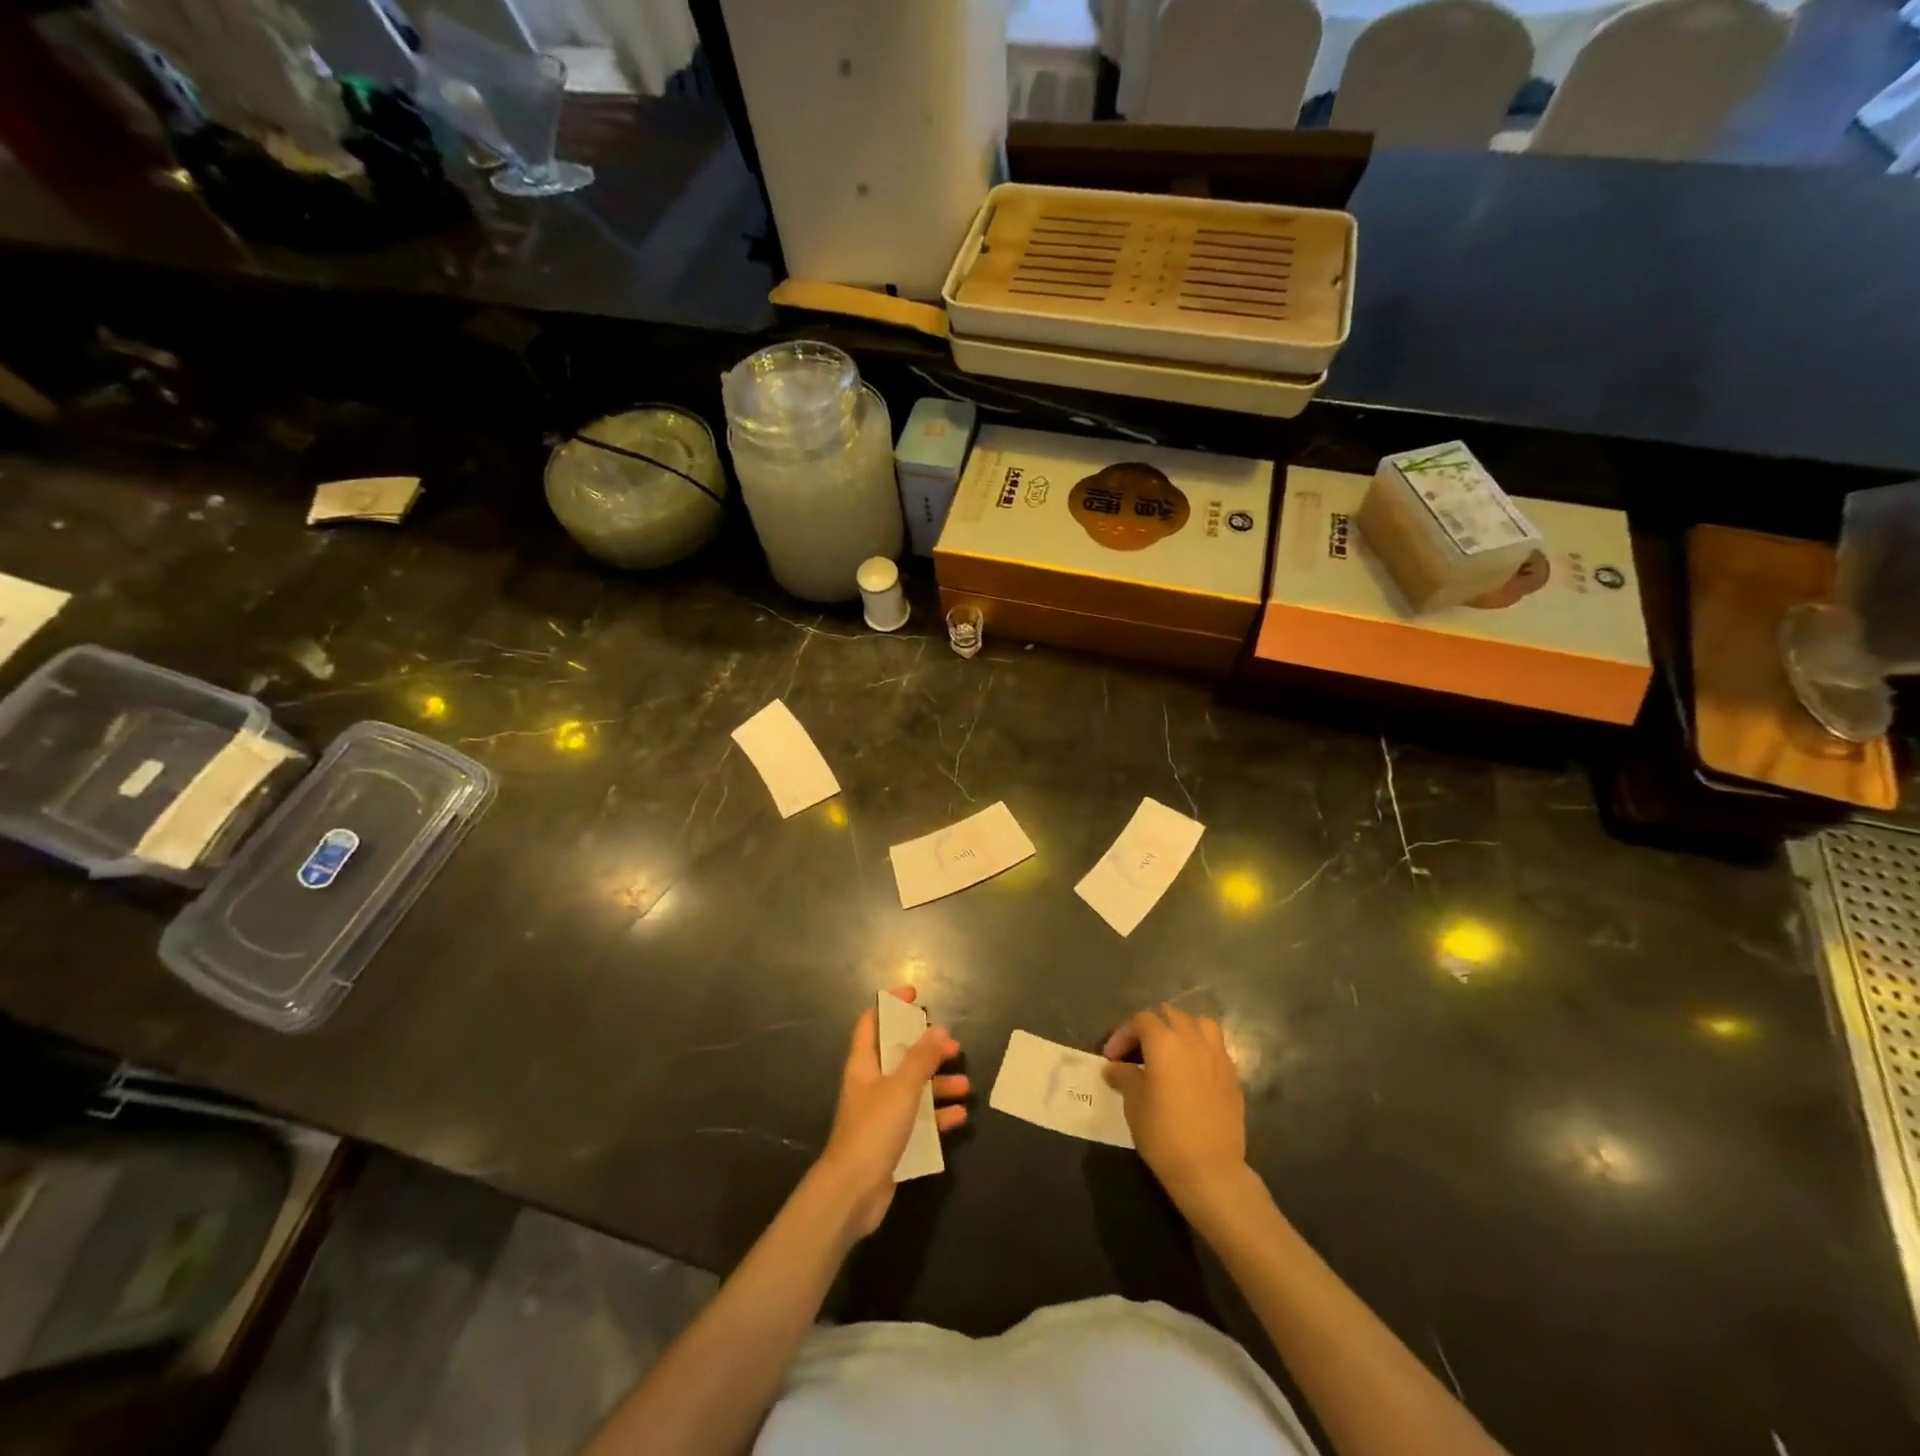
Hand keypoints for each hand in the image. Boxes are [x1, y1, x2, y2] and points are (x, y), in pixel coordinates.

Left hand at [816, 987, 968, 1238]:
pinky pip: (919, 1120)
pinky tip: (960, 1117)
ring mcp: (881, 1113)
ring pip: (913, 1088)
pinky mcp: (892, 1141)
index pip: (872, 1022)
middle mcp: (871, 1084)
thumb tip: (938, 1029)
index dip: (891, 1006)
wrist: (852, 1194)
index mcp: (864, 1064)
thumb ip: (921, 1058)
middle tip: (953, 1046)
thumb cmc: (873, 1130)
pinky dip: (938, 1116)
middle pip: (899, 1055)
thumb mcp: (901, 1088)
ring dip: (938, 1084)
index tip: (915, 996)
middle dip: (926, 1049)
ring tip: (966, 1084)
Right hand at [1103, 1005, 1247, 1215]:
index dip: (1123, 1034)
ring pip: (1200, 1024)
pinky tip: (1192, 1071)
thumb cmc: (1164, 1133)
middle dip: (1151, 1027)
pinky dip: (1201, 1049)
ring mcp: (1217, 1056)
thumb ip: (1124, 1077)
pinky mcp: (1233, 1076)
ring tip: (1171, 1051)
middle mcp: (1193, 1039)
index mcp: (1164, 1041)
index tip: (1112, 1058)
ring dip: (1182, 1030)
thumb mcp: (1134, 1103)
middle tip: (1138, 1050)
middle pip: (1171, 1015)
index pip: (1141, 1020)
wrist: (1210, 1169)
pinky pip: (1215, 1048)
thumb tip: (1114, 1067)